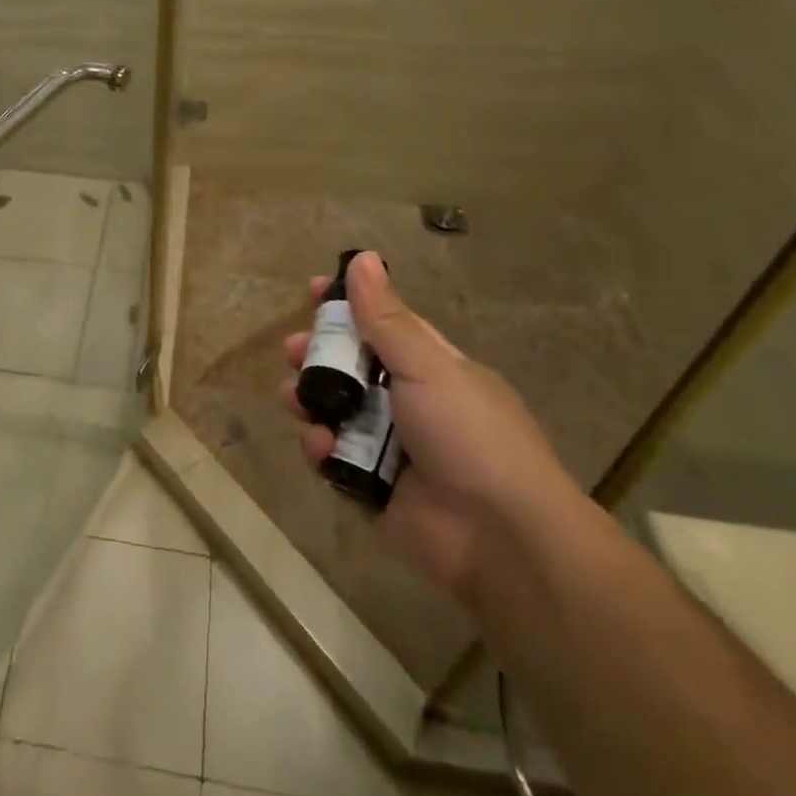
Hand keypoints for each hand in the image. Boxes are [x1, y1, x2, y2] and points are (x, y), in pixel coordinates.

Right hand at [281, 252, 583, 608]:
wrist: (501, 537)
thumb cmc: (468, 434)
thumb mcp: (427, 366)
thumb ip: (386, 317)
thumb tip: (365, 258)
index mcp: (430, 367)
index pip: (382, 324)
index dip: (348, 306)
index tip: (313, 290)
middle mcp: (409, 402)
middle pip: (349, 368)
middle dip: (317, 356)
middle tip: (294, 351)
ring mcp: (390, 446)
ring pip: (334, 411)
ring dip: (310, 401)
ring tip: (296, 400)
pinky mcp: (372, 487)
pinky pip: (334, 458)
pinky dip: (322, 450)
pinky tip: (323, 448)